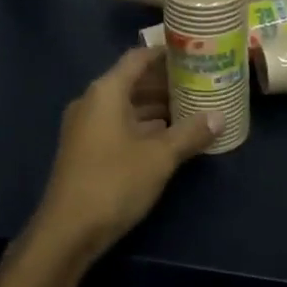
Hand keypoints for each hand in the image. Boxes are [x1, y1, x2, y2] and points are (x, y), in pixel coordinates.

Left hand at [29, 47, 219, 263]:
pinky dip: (142, 126)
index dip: (165, 54)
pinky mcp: (85, 150)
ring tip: (191, 109)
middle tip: (199, 83)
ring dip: (155, 107)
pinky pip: (118, 125)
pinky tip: (168, 137)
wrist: (67, 232)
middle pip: (132, 81)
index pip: (138, 58)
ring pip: (126, 106)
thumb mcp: (160, 157)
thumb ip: (190, 133)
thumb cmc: (114, 182)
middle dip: (165, 83)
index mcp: (106, 92)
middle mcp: (92, 102)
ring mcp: (85, 127)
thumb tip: (220, 117)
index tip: (193, 53)